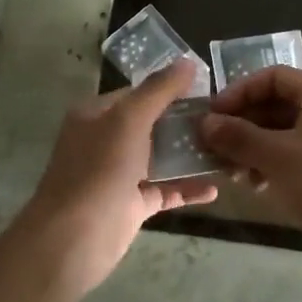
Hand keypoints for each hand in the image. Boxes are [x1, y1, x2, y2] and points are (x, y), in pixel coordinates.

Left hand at [11, 59, 216, 297]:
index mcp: (97, 115)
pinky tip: (215, 187)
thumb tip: (188, 62)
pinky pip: (164, 190)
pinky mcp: (131, 205)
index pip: (139, 93)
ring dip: (190, 154)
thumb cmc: (99, 170)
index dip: (171, 89)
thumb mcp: (129, 119)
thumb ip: (159, 90)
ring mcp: (118, 175)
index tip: (210, 90)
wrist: (73, 240)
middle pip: (152, 125)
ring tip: (228, 149)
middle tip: (226, 120)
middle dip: (186, 122)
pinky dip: (187, 188)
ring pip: (160, 158)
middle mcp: (106, 141)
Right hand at [200, 67, 301, 269]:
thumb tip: (205, 123)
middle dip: (243, 125)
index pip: (273, 77)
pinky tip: (254, 185)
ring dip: (254, 148)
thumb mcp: (279, 157)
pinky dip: (272, 164)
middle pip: (277, 106)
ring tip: (229, 171)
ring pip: (284, 133)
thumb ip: (239, 137)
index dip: (240, 92)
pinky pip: (296, 155)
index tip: (213, 115)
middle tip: (213, 146)